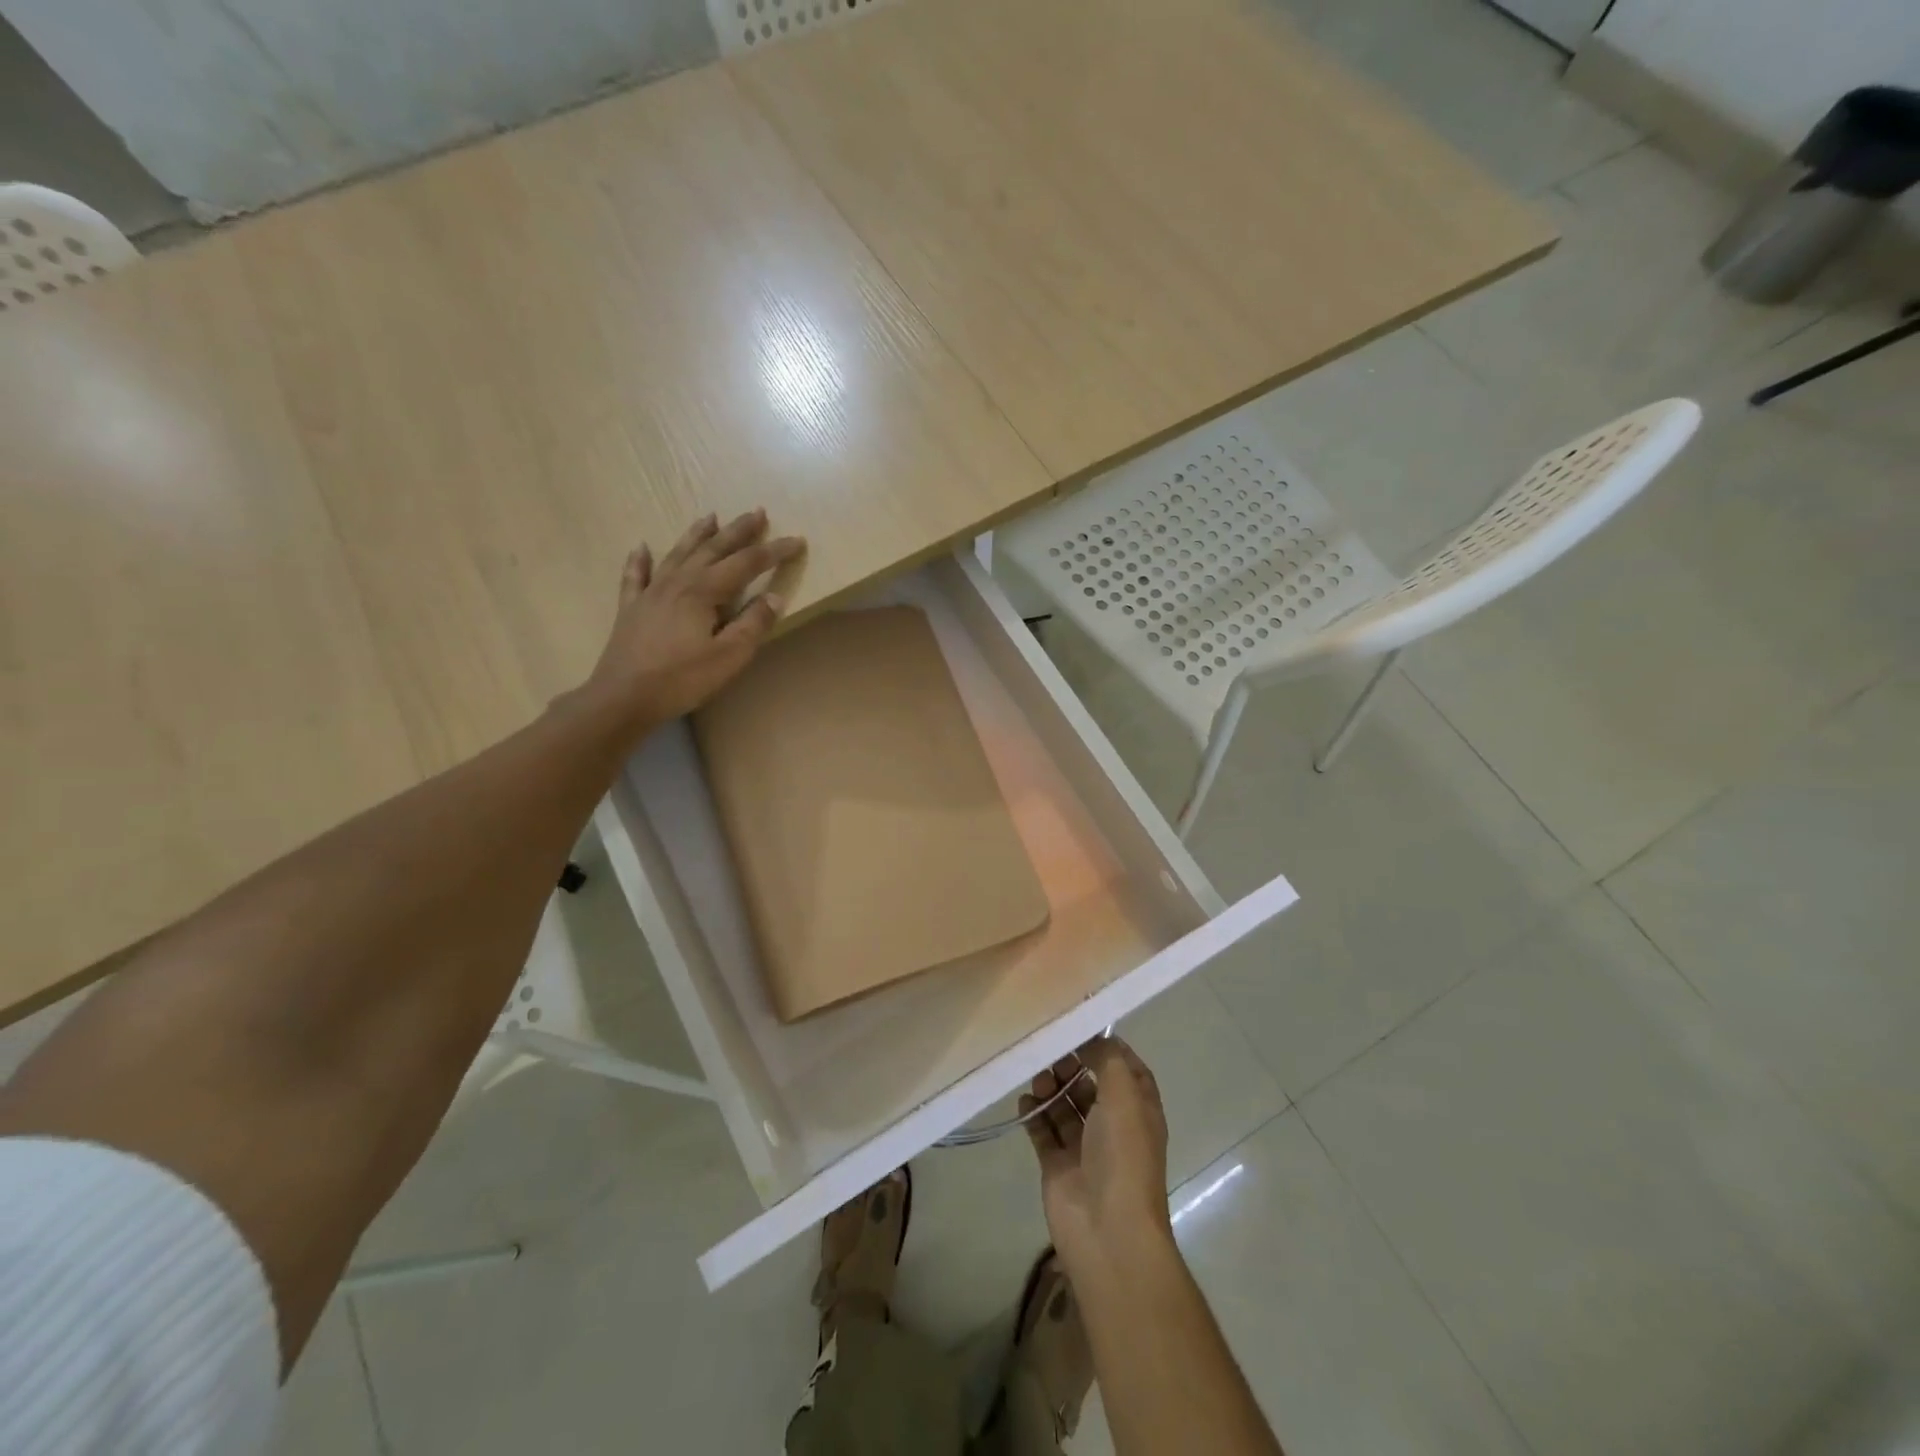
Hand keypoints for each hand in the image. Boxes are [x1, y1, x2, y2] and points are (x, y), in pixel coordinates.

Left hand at [578, 508, 804, 730]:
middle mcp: (678, 582)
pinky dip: (640, 559)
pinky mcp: (632, 608)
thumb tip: (774, 597)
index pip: (747, 563)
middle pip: (713, 548)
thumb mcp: (729, 656)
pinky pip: (636, 575)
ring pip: (678, 553)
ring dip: (697, 534)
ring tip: (711, 516)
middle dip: (738, 530)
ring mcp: (651, 592)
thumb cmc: (682, 679)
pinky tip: (641, 547)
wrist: (623, 697)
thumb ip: (753, 624)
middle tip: (757, 512)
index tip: (797, 540)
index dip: (774, 551)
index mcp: (704, 591)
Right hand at [1021, 1037, 1173, 1284]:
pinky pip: (1044, 1131)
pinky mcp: (1058, 1166)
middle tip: (1049, 1052)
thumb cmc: (1123, 1155)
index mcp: (1139, 1110)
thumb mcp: (1124, 1095)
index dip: (1107, 1048)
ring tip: (1037, 1078)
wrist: (1107, 1230)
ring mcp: (1085, 1147)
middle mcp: (1114, 1126)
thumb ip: (1108, 1059)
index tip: (1079, 1028)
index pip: (1126, 1069)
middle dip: (1071, 1065)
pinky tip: (1024, 1100)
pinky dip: (1034, 1114)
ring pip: (1065, 1106)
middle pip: (1090, 1084)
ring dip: (1051, 1087)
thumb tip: (1092, 1038)